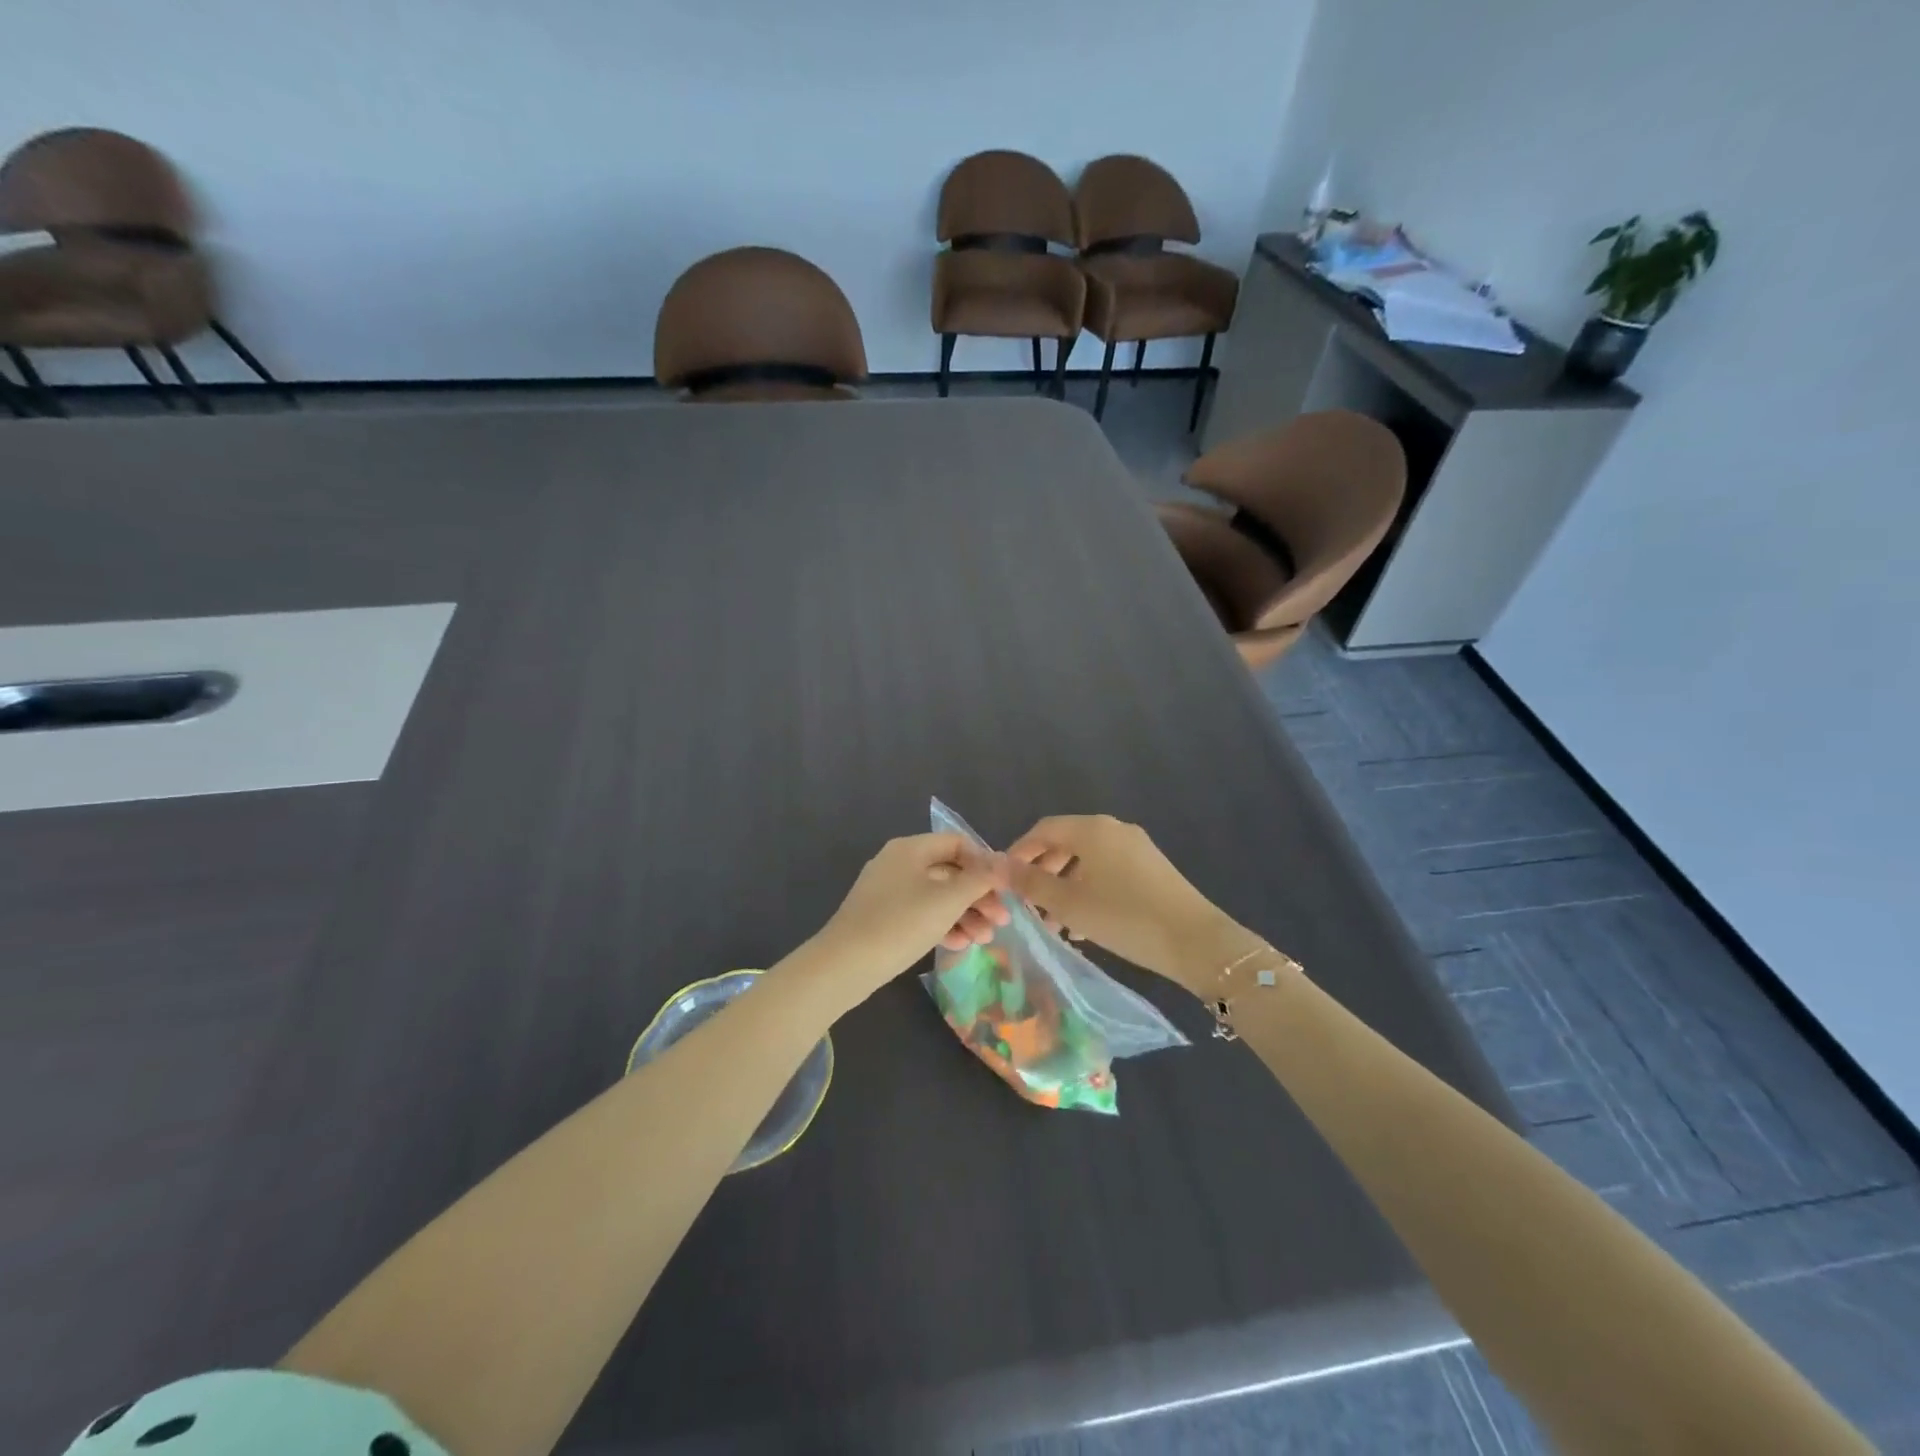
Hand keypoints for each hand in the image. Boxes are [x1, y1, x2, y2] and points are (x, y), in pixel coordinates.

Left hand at [808, 833, 1009, 1003]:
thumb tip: (1005, 861)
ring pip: (937, 896)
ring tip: (985, 939)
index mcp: (911, 848)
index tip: (1005, 889)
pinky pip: (921, 913)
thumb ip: (980, 879)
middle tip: (1002, 921)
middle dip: (978, 895)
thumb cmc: (900, 924)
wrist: (845, 964)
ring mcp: (889, 891)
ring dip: (965, 914)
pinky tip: (960, 945)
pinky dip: (942, 925)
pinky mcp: (883, 917)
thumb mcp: (947, 900)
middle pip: (949, 871)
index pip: (958, 843)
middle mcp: (899, 863)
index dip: (985, 863)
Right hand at [1005, 815, 1238, 991]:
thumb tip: (995, 864)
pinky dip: (1088, 889)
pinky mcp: (1151, 868)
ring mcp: (1136, 847)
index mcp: (1091, 829)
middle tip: (1026, 904)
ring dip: (1064, 886)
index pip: (1043, 830)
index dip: (1019, 852)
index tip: (1004, 881)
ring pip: (1087, 860)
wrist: (1195, 941)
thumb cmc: (1123, 917)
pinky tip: (1083, 924)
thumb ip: (1029, 883)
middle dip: (1042, 872)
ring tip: (1052, 922)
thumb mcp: (1068, 903)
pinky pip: (1108, 871)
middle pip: (1065, 843)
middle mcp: (1113, 829)